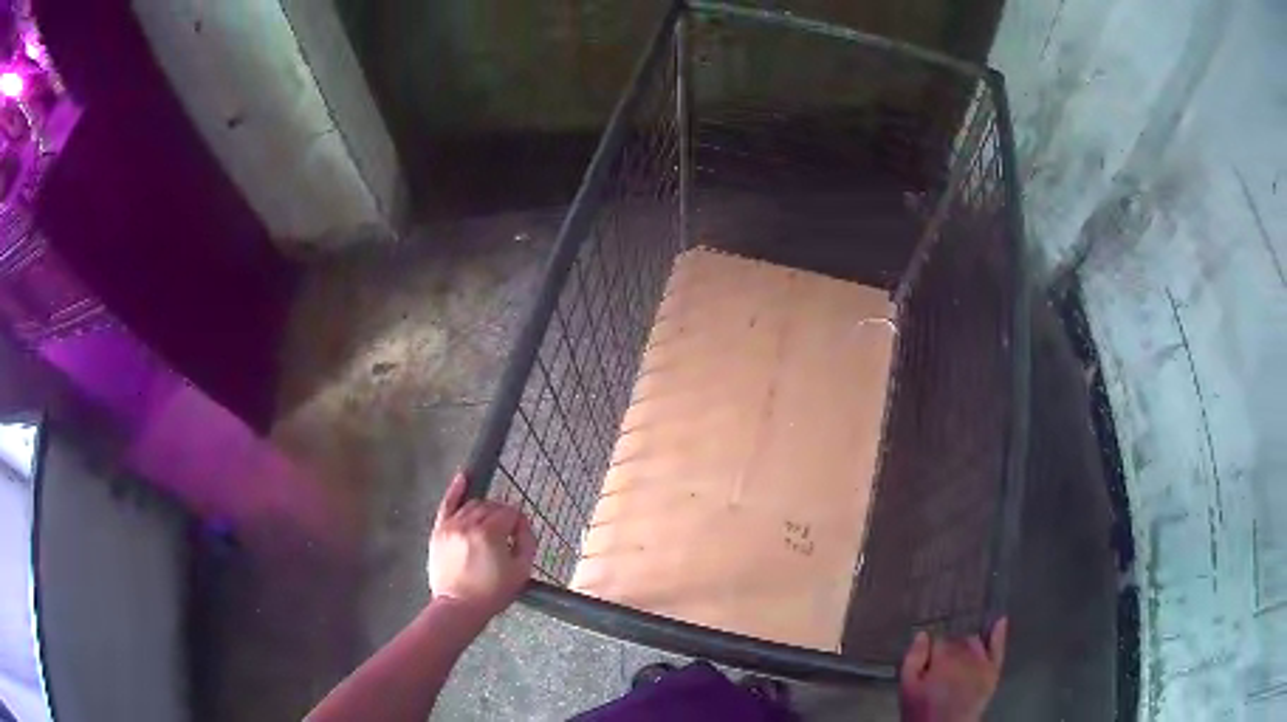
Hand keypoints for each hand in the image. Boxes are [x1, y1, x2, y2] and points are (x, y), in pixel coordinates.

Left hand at [427, 473, 535, 621]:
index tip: (520, 535)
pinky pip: (447, 503)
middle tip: (506, 535)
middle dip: (502, 516)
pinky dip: (455, 490)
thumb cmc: (491, 593)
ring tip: (489, 527)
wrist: (459, 607)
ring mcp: (451, 526)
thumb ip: (527, 542)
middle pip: (491, 506)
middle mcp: (468, 524)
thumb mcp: (521, 571)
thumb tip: (523, 524)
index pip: (510, 513)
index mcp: (490, 534)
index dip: (519, 523)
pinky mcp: (438, 531)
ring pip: (472, 505)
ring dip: (484, 511)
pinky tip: (463, 477)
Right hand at [899, 618, 1007, 721]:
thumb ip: (912, 659)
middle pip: (957, 640)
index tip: (928, 660)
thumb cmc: (922, 710)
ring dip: (966, 646)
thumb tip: (923, 634)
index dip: (932, 650)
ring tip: (957, 661)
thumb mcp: (906, 688)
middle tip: (940, 667)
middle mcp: (966, 656)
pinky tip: (999, 621)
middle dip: (949, 648)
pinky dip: (999, 634)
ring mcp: (982, 662)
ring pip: (974, 641)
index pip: (939, 640)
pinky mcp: (993, 671)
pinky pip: (998, 648)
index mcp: (942, 659)